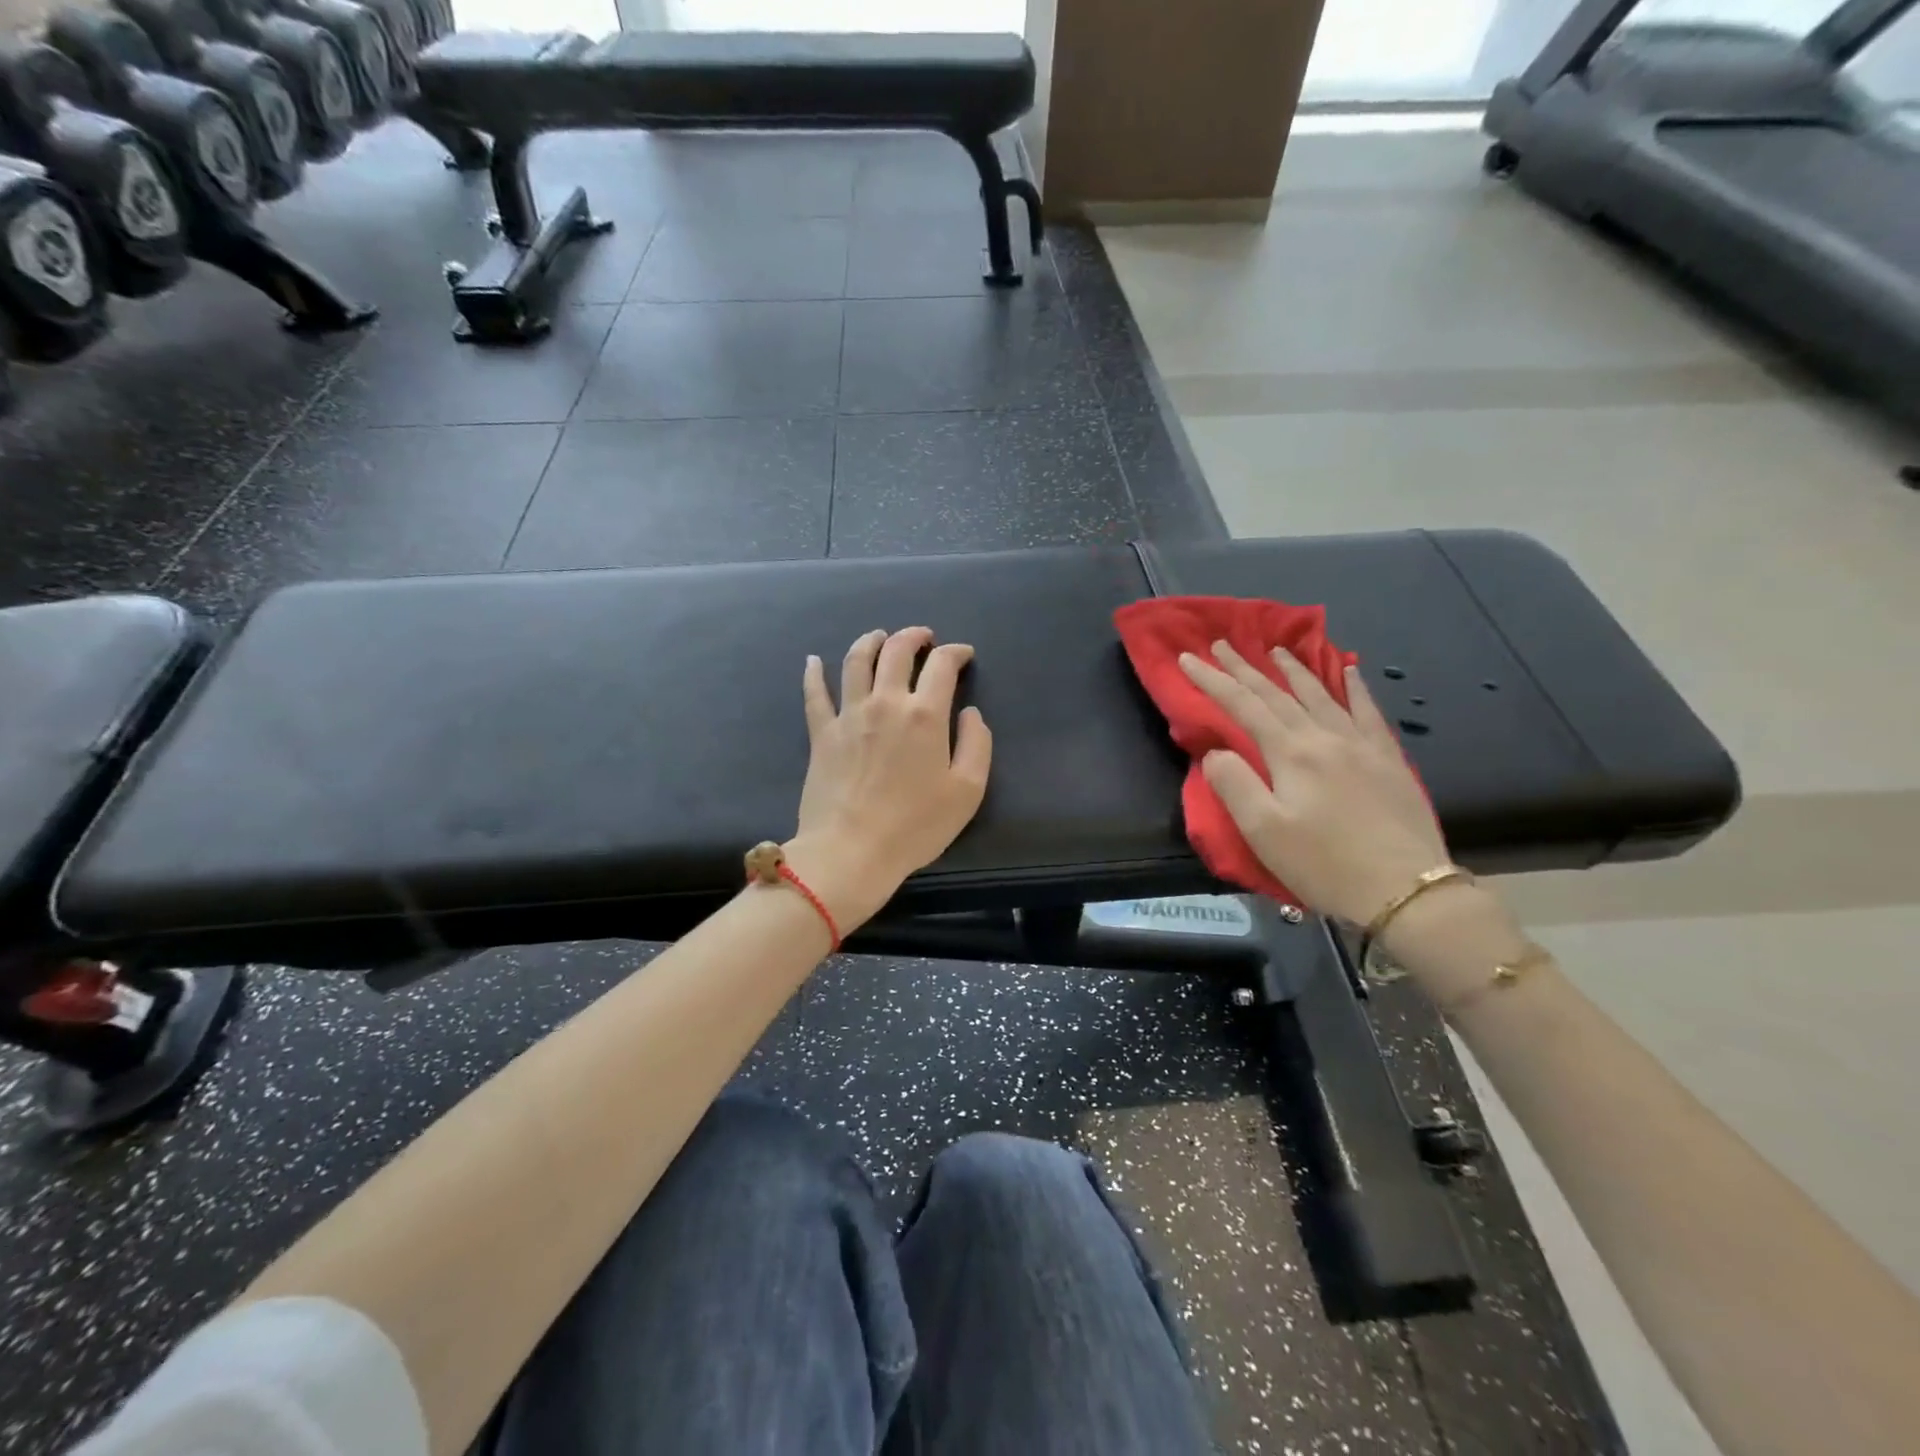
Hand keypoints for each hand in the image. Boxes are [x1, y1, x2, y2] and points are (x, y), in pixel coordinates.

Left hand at [787, 627, 992, 930]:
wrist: (852, 850)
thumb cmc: (915, 826)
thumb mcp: (967, 791)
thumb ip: (977, 744)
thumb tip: (970, 714)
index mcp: (924, 714)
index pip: (941, 665)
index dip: (956, 653)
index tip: (963, 655)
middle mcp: (885, 703)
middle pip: (896, 651)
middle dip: (913, 636)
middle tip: (923, 638)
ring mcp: (848, 715)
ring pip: (856, 661)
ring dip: (870, 641)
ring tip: (879, 636)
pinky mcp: (821, 733)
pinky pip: (814, 694)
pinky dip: (814, 673)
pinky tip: (813, 660)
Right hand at [1179, 642, 1448, 926]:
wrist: (1406, 889)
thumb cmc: (1324, 864)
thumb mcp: (1263, 831)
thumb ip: (1234, 785)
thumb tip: (1216, 752)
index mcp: (1290, 753)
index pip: (1243, 706)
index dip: (1213, 680)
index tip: (1188, 658)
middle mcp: (1324, 737)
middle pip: (1278, 694)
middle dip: (1245, 667)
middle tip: (1223, 643)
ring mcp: (1361, 745)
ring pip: (1321, 694)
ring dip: (1294, 669)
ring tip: (1276, 650)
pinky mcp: (1388, 759)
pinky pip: (1367, 711)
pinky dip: (1355, 687)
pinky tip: (1350, 671)